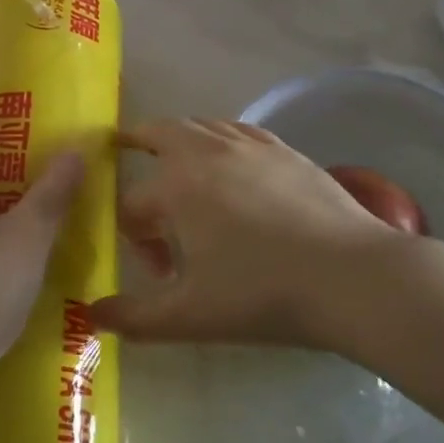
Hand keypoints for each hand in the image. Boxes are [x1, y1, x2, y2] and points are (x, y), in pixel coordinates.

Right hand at [90, 117, 436, 349]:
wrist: (350, 276)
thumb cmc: (262, 294)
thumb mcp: (190, 316)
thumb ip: (135, 317)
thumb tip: (93, 314)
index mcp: (175, 186)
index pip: (132, 204)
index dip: (134, 238)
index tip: (158, 271)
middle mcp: (205, 152)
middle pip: (158, 133)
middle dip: (136, 141)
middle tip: (125, 147)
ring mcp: (248, 145)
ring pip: (200, 125)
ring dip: (179, 138)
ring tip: (178, 158)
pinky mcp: (284, 149)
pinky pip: (238, 130)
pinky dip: (220, 137)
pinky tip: (230, 159)